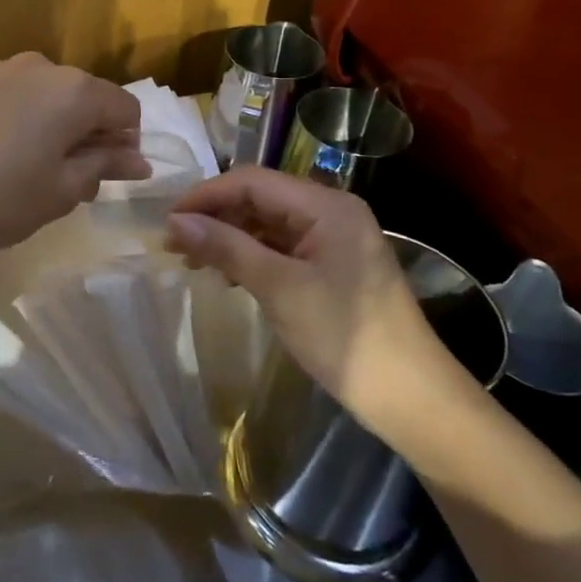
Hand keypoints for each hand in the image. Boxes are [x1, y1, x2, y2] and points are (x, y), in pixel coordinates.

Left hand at [0, 53, 148, 278]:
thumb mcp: (59, 194)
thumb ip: (103, 167)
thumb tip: (138, 160)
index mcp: (71, 93)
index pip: (123, 107)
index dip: (123, 141)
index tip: (104, 171)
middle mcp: (34, 65)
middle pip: (78, 93)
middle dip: (80, 127)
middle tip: (58, 172)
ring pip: (33, 88)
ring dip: (38, 116)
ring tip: (10, 158)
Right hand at [165, 166, 458, 423]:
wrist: (412, 400)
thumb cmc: (345, 336)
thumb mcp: (279, 288)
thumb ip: (226, 247)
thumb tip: (176, 221)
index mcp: (325, 205)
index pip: (252, 181)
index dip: (206, 195)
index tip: (168, 220)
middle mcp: (330, 212)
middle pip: (258, 199)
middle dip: (214, 217)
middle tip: (174, 245)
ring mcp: (333, 240)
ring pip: (266, 224)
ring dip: (228, 238)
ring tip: (192, 261)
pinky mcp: (332, 267)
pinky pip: (280, 248)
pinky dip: (249, 256)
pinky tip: (227, 275)